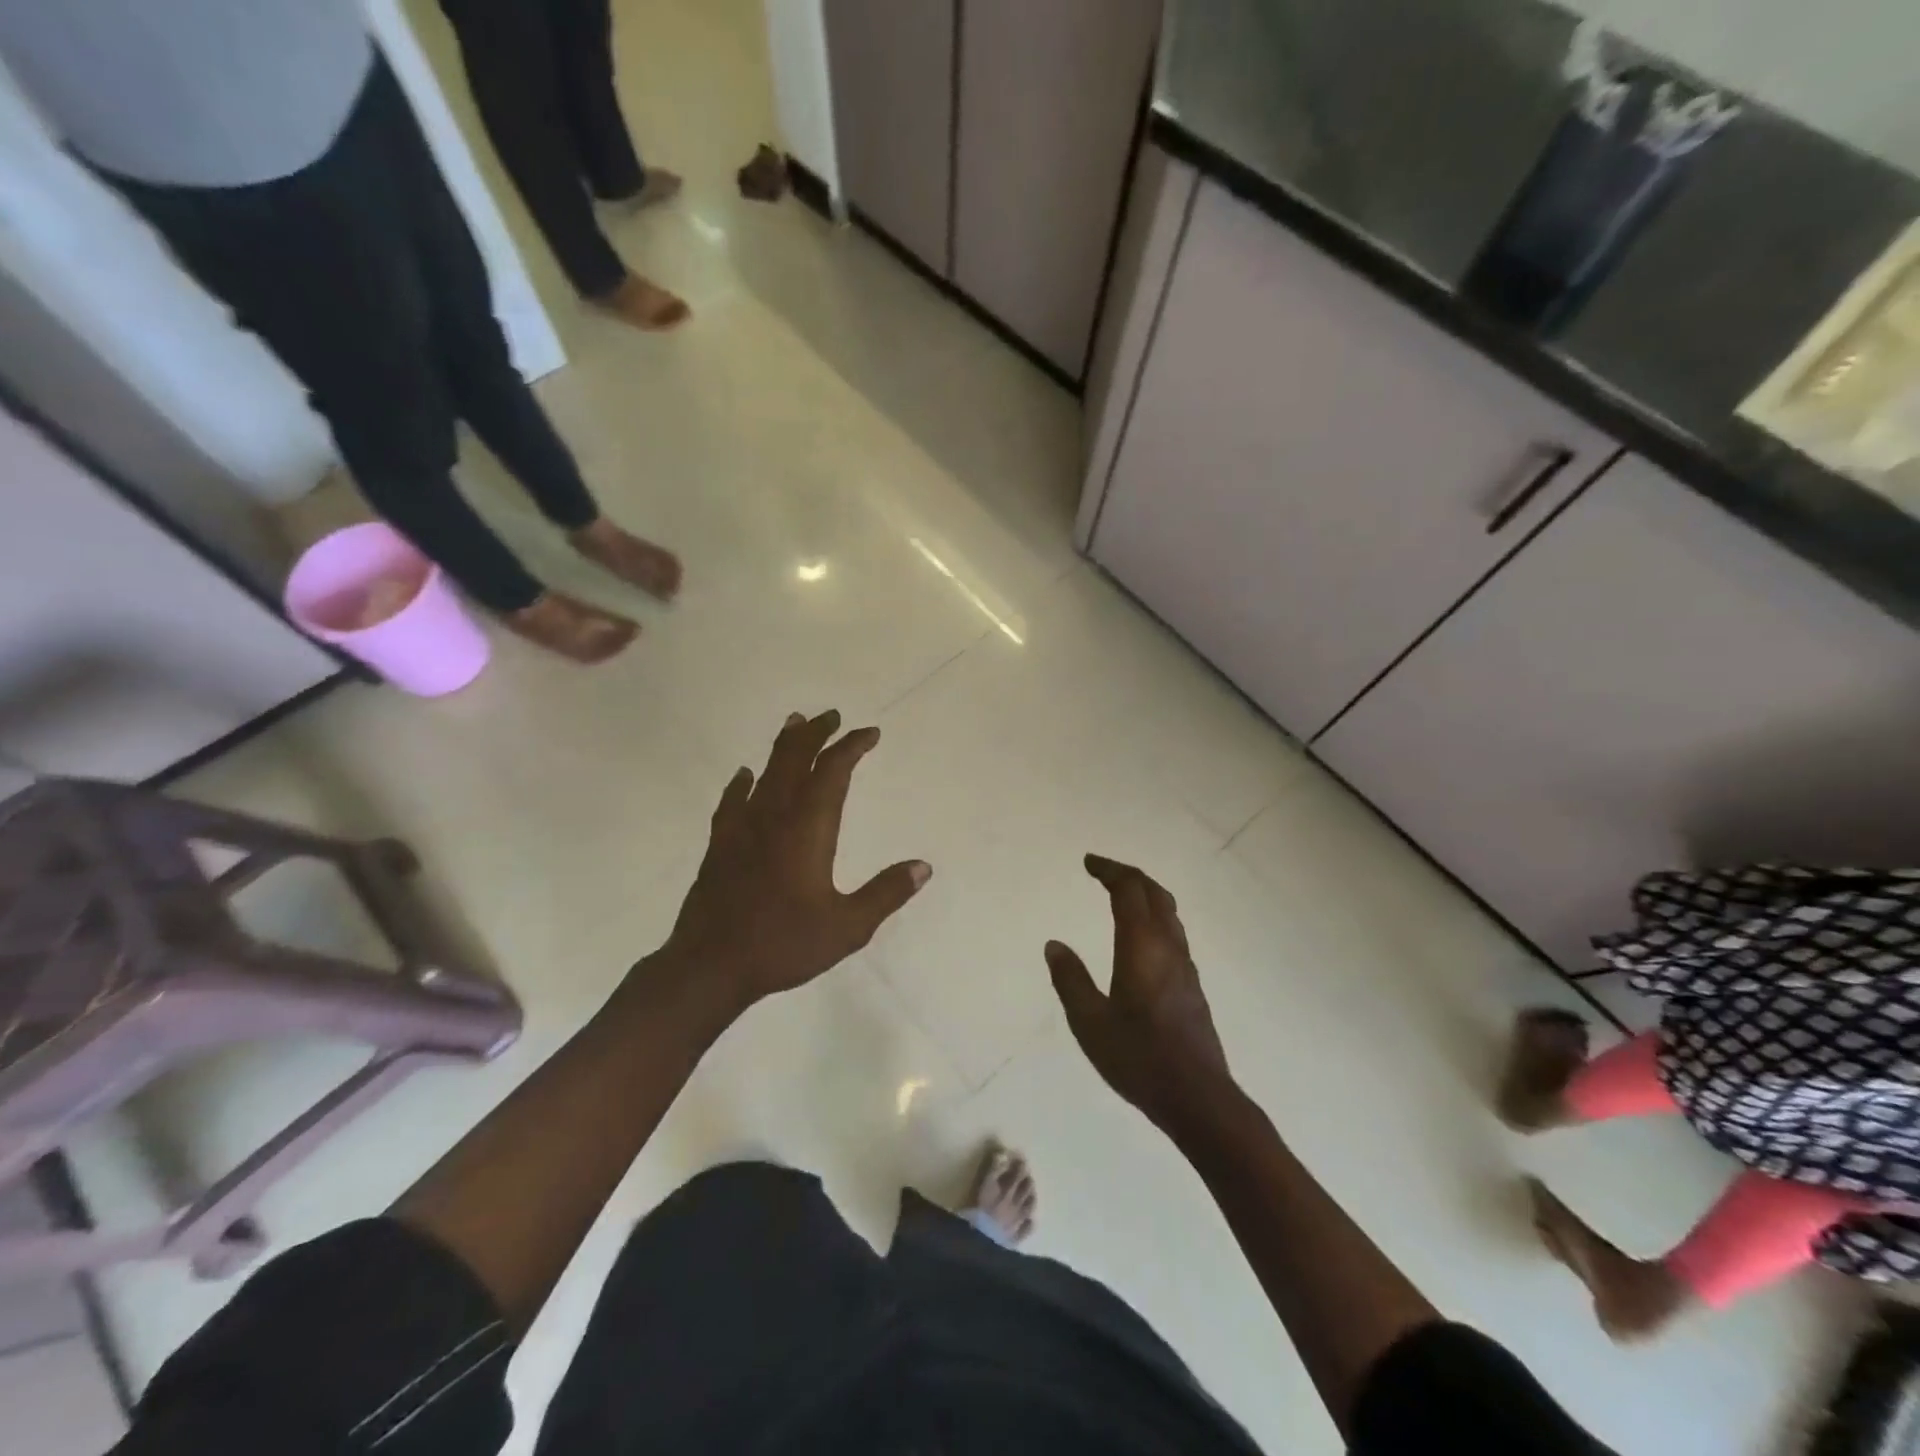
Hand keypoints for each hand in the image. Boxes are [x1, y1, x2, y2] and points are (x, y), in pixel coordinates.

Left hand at [655, 710, 930, 1012]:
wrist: (710, 966)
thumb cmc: (783, 944)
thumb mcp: (847, 927)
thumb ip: (885, 894)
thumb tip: (923, 867)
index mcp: (808, 830)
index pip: (832, 773)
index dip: (851, 747)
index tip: (869, 733)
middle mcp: (774, 817)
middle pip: (794, 760)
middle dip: (815, 734)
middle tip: (831, 715)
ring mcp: (741, 829)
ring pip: (765, 773)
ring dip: (783, 747)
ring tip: (794, 723)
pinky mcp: (719, 846)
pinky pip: (732, 801)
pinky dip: (741, 783)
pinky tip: (744, 776)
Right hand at [1046, 855, 1233, 1135]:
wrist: (1199, 1098)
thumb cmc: (1139, 1058)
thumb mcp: (1090, 1022)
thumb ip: (1070, 980)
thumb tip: (1054, 945)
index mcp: (1142, 946)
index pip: (1128, 890)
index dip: (1109, 870)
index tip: (1088, 862)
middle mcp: (1168, 947)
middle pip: (1154, 893)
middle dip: (1128, 875)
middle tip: (1102, 871)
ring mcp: (1185, 966)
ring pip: (1169, 913)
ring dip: (1145, 894)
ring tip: (1121, 896)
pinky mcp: (1192, 986)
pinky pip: (1173, 933)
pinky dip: (1154, 917)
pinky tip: (1141, 938)